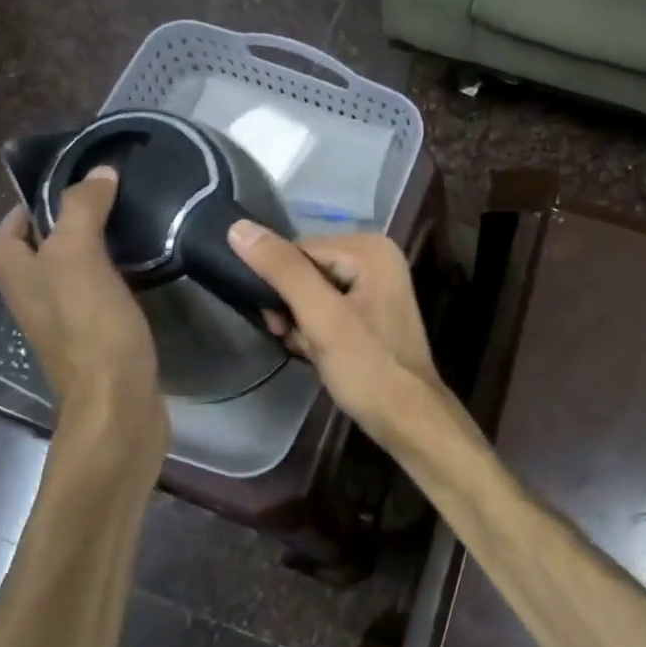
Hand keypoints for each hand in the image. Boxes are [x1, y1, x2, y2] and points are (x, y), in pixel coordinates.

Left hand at [0, 168, 163, 429]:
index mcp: (19, 278)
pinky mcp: (98, 345)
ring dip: (92, 255)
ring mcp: (66, 327)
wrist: (118, 407)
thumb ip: (83, 211)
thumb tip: (98, 173)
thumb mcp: (79, 258)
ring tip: (129, 232)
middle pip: (38, 255)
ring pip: (70, 278)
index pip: (5, 233)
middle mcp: (34, 302)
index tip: (68, 189)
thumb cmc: (91, 330)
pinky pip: (97, 302)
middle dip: (64, 228)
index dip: (26, 209)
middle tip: (107, 206)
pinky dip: (113, 284)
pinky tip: (143, 277)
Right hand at [226, 223, 442, 442]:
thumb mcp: (321, 317)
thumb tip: (238, 227)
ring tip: (309, 349)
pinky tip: (318, 353)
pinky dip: (315, 330)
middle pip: (305, 270)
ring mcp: (376, 284)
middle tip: (295, 339)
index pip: (298, 249)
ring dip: (300, 323)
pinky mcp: (371, 310)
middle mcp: (376, 256)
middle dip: (292, 307)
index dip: (279, 285)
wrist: (407, 419)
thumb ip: (282, 270)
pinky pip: (327, 308)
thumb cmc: (367, 368)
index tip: (277, 322)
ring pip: (312, 292)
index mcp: (370, 247)